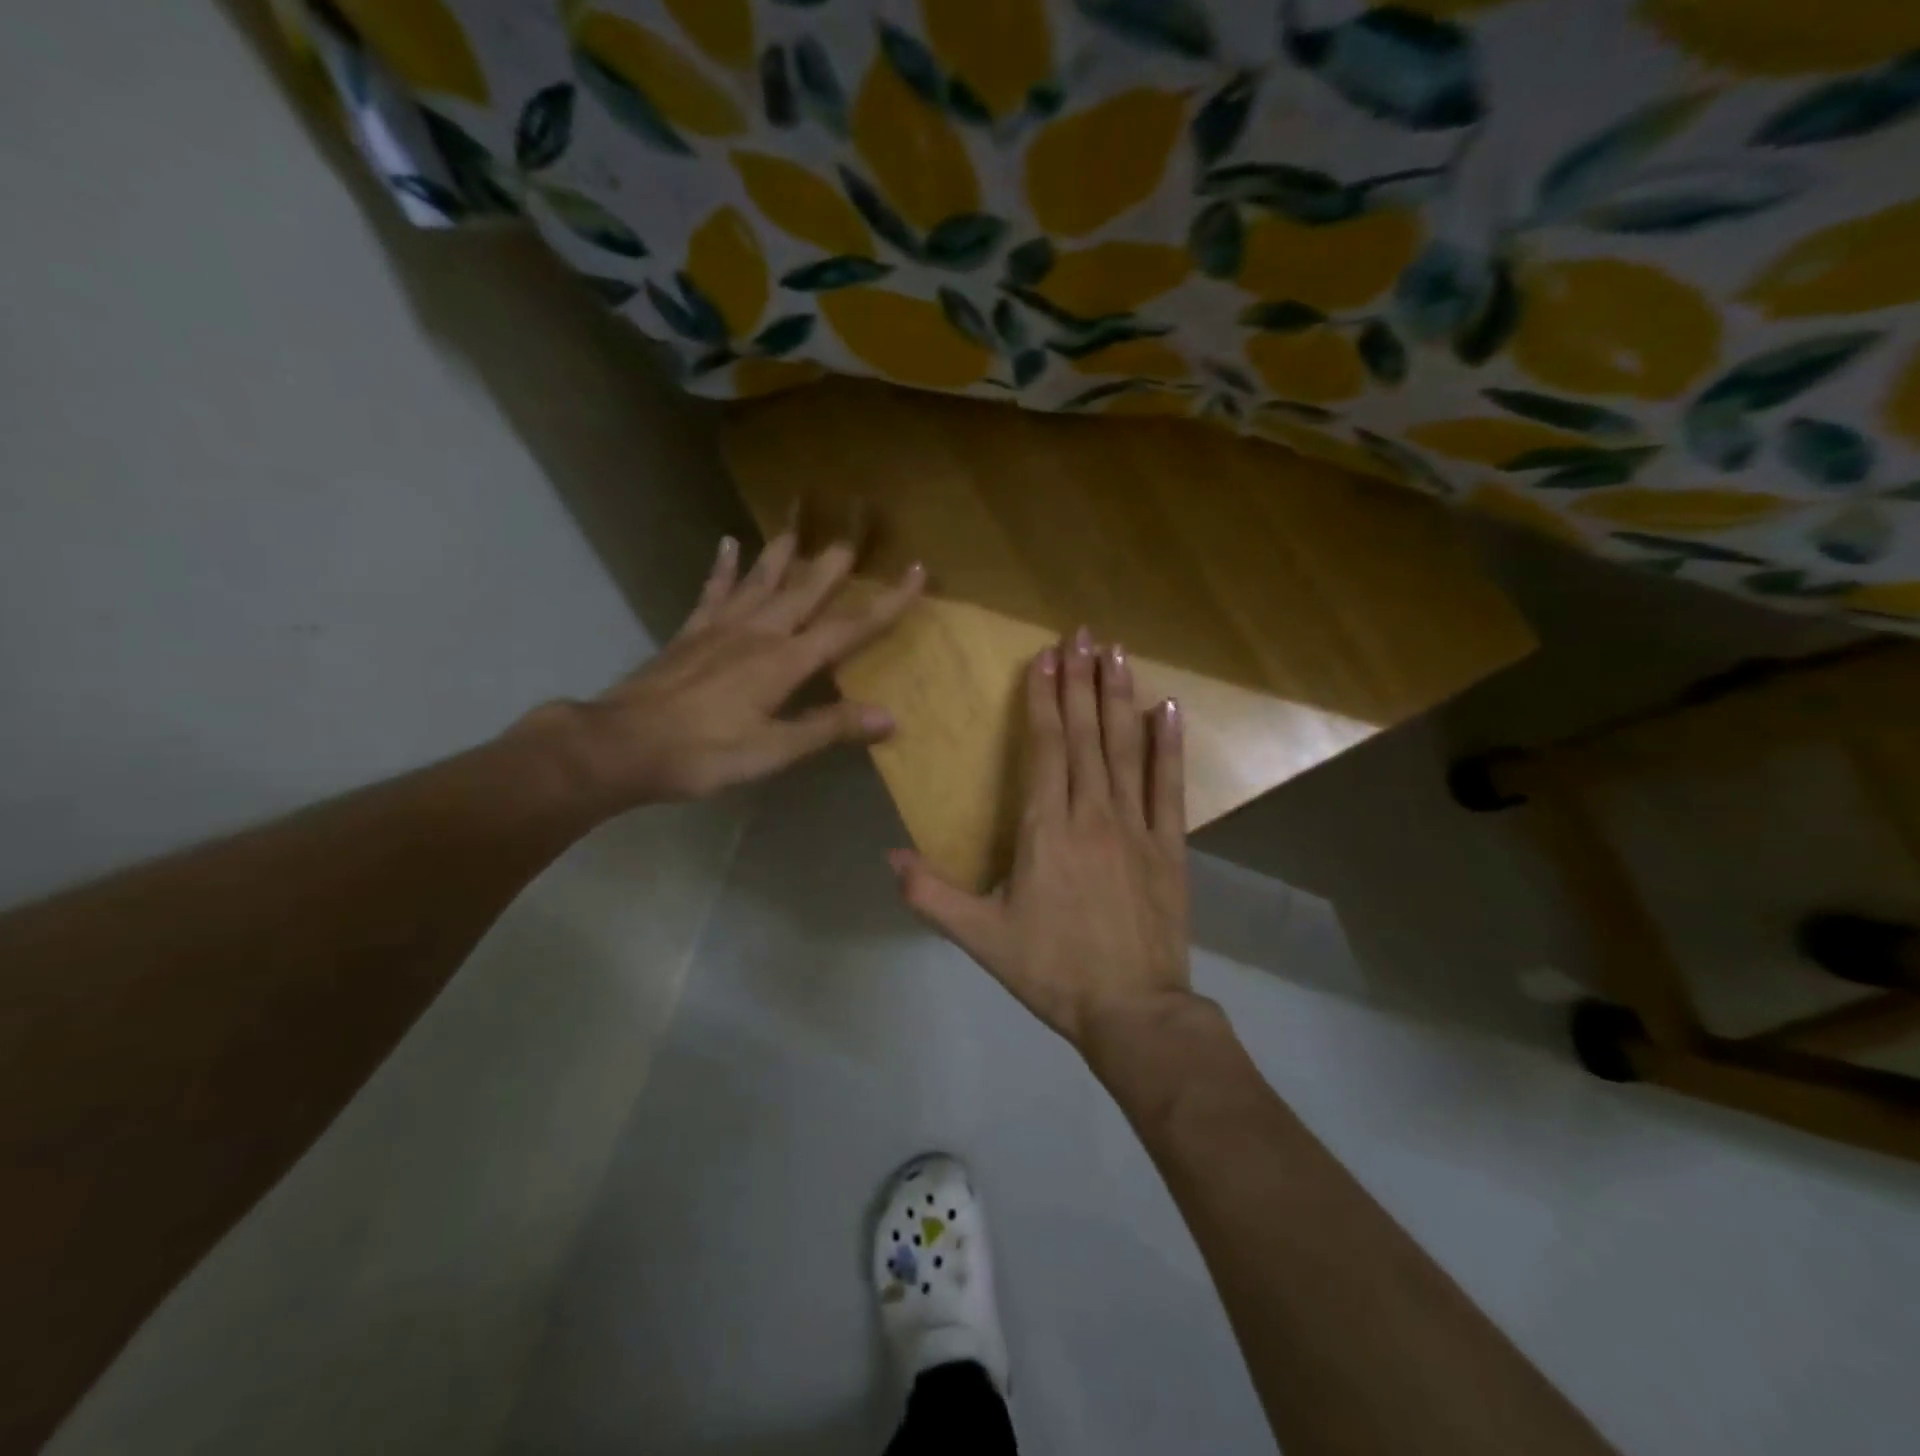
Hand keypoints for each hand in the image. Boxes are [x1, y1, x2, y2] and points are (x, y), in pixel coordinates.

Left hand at [571, 526, 922, 804]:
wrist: (621, 745)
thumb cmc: (703, 753)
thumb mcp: (773, 750)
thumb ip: (828, 728)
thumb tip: (890, 717)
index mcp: (784, 661)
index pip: (848, 628)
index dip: (886, 602)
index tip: (917, 572)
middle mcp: (758, 633)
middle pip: (806, 590)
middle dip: (835, 561)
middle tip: (856, 526)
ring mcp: (721, 628)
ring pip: (761, 580)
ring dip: (783, 551)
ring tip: (799, 521)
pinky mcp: (691, 633)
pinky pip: (713, 591)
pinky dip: (723, 568)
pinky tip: (729, 544)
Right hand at [890, 630, 1193, 1055]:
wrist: (1133, 1010)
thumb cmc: (1052, 970)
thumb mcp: (981, 938)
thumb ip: (931, 896)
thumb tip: (888, 858)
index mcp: (1046, 829)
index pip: (1046, 747)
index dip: (1044, 698)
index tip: (1044, 656)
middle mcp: (1093, 814)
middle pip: (1086, 735)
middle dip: (1081, 680)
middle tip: (1083, 633)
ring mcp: (1137, 827)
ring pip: (1126, 748)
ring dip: (1119, 697)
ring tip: (1116, 652)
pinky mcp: (1171, 846)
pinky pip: (1170, 786)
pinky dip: (1169, 745)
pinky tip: (1168, 708)